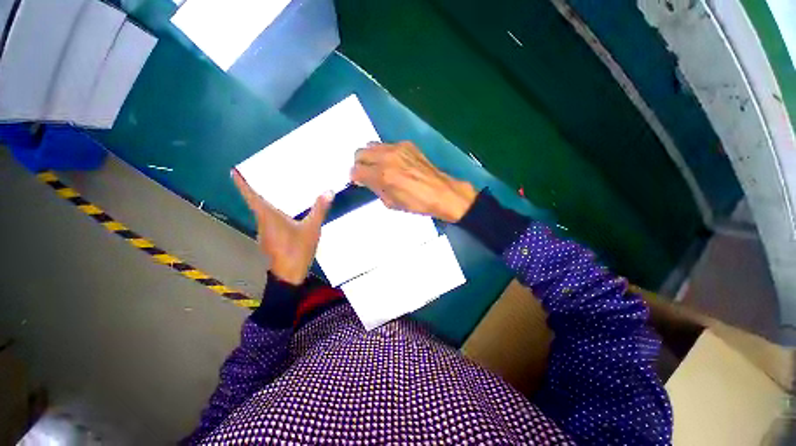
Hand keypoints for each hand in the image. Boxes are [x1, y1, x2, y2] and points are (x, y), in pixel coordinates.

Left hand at [232, 169, 331, 284]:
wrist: (289, 276)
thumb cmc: (297, 251)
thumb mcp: (311, 229)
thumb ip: (319, 210)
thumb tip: (329, 191)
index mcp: (268, 217)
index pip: (252, 196)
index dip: (242, 183)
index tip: (234, 171)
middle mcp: (263, 222)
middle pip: (256, 202)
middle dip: (257, 188)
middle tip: (265, 175)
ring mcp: (265, 233)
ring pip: (263, 212)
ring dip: (266, 201)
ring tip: (277, 190)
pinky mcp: (271, 240)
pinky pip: (270, 221)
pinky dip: (273, 212)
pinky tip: (285, 212)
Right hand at [350, 141, 476, 221]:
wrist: (441, 192)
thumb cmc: (416, 203)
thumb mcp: (391, 203)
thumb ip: (375, 189)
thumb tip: (365, 181)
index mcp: (382, 175)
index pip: (356, 171)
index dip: (355, 178)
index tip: (359, 182)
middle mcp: (386, 157)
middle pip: (359, 153)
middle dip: (359, 164)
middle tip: (367, 173)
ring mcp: (397, 148)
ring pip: (371, 145)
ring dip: (370, 156)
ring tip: (379, 167)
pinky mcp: (407, 144)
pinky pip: (387, 145)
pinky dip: (385, 153)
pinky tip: (394, 163)